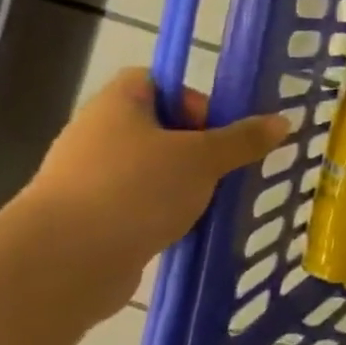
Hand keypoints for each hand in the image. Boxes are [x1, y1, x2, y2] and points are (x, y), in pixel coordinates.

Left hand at [13, 68, 289, 303]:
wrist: (63, 262)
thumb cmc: (136, 189)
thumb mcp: (204, 158)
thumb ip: (243, 140)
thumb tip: (282, 121)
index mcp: (118, 105)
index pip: (156, 82)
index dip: (191, 97)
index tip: (218, 127)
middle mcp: (98, 135)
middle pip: (159, 128)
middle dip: (198, 147)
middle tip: (226, 167)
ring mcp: (89, 179)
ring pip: (152, 170)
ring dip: (185, 184)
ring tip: (214, 201)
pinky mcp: (90, 219)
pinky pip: (139, 205)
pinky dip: (165, 214)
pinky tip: (189, 229)